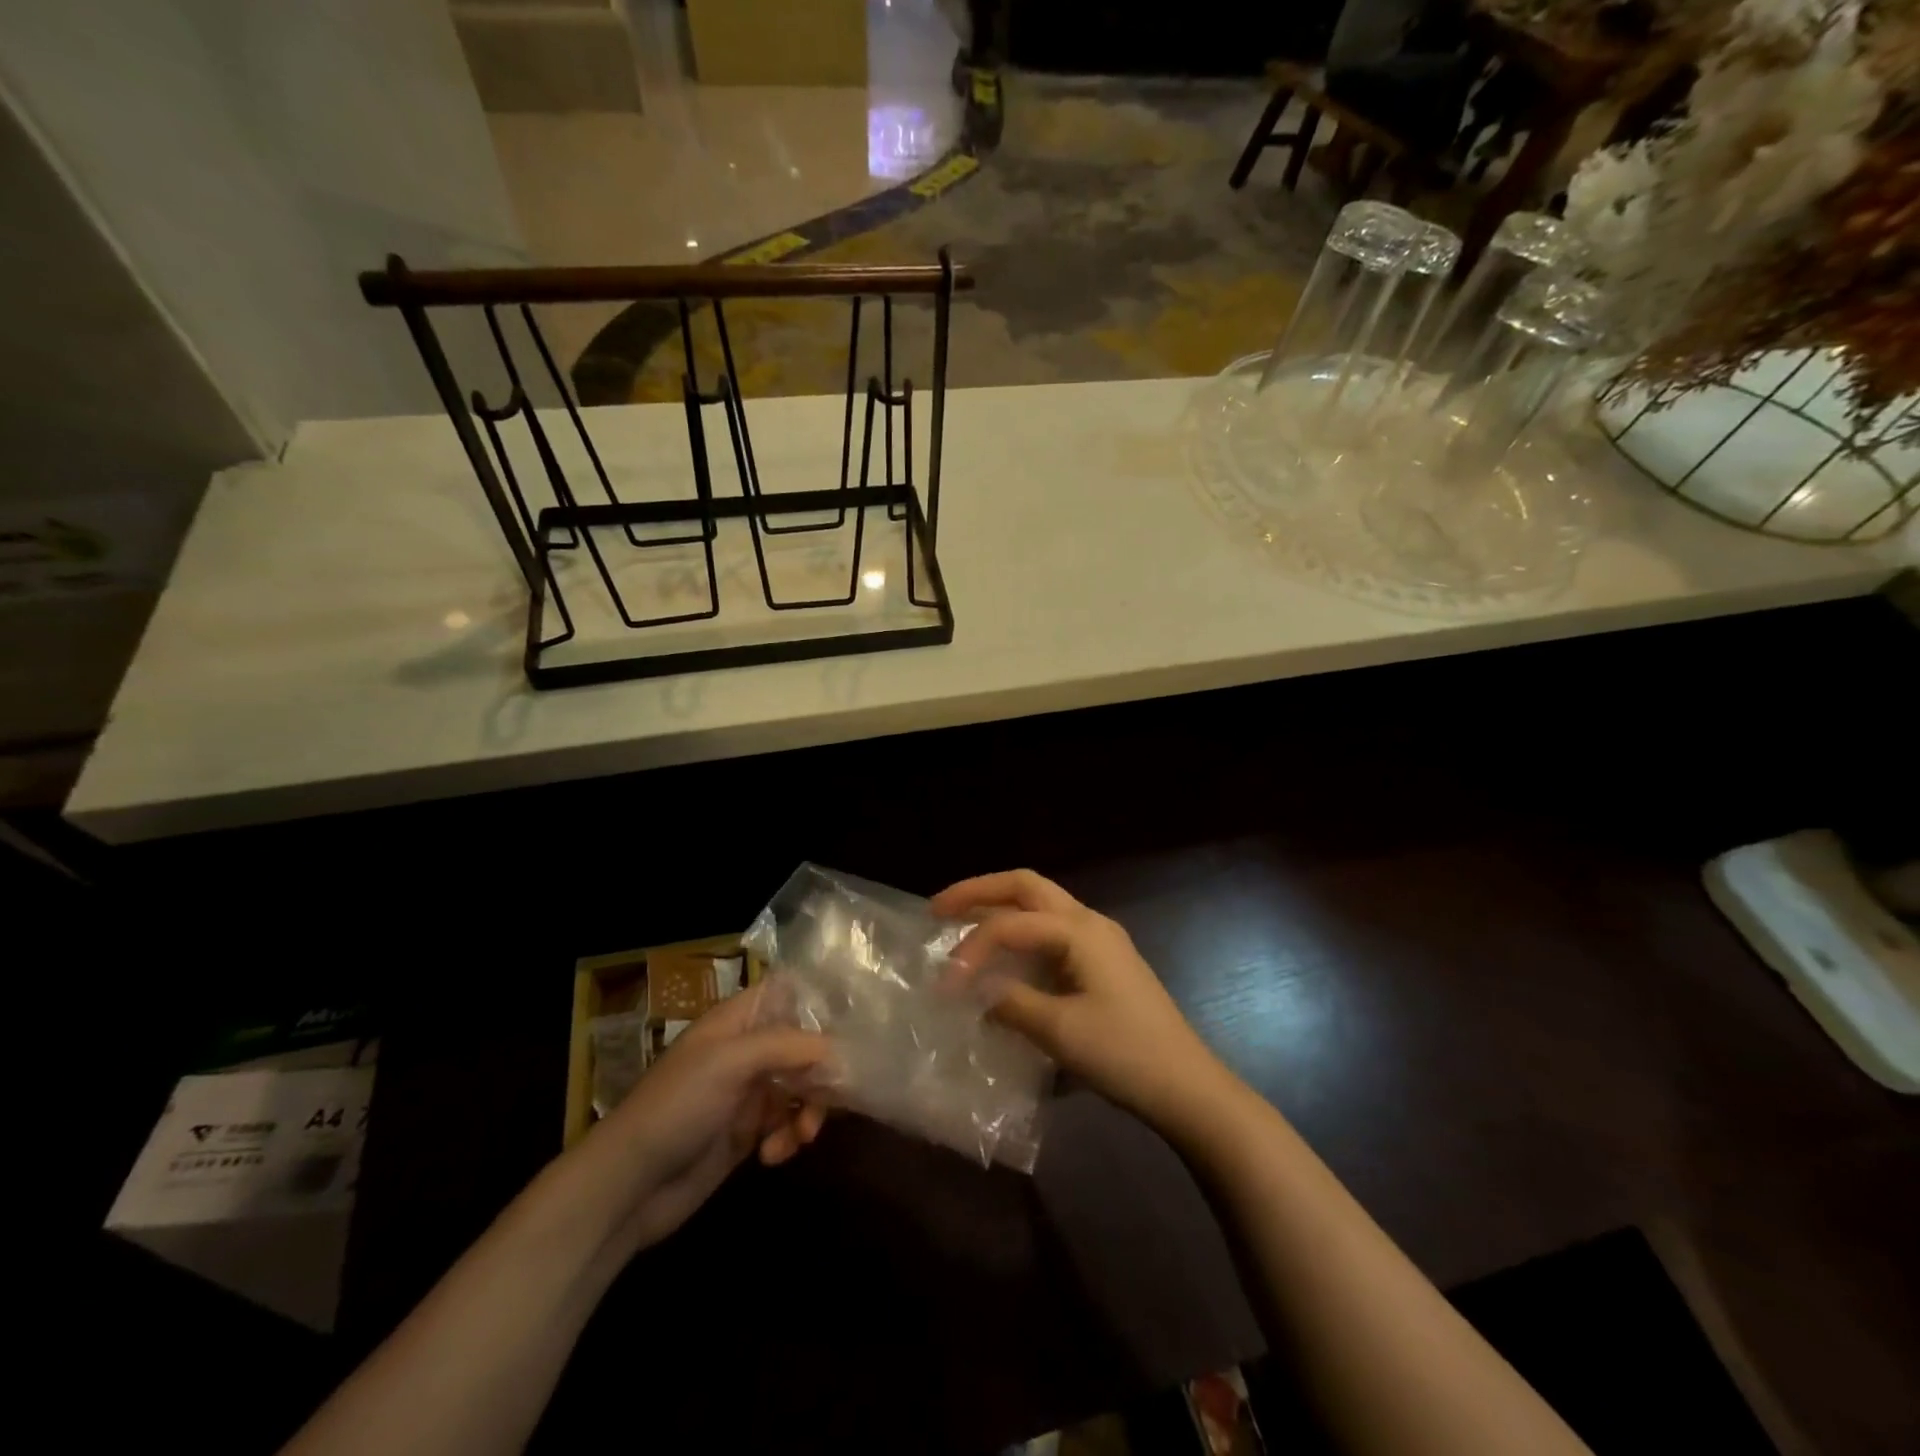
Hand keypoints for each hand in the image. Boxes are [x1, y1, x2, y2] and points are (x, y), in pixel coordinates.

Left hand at [588, 983, 830, 1252]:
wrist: (627, 1186)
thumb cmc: (676, 1106)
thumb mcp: (731, 1062)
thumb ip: (789, 1047)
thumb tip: (843, 1051)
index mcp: (739, 1020)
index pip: (790, 994)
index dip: (821, 1005)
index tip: (855, 1026)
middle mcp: (747, 1050)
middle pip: (805, 1045)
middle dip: (823, 1071)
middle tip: (834, 1098)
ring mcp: (748, 1092)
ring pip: (802, 1088)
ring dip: (810, 1110)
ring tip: (800, 1136)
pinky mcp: (747, 1133)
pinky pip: (787, 1124)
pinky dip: (789, 1137)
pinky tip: (773, 1156)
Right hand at [934, 870, 1235, 1135]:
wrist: (1187, 1086)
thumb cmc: (1125, 1055)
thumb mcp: (1059, 1031)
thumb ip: (1010, 1003)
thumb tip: (974, 992)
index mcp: (1080, 931)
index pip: (1010, 924)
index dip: (971, 949)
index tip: (945, 985)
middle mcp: (1089, 922)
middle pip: (1026, 886)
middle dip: (980, 891)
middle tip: (939, 909)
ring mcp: (1100, 939)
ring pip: (1040, 904)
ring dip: (1000, 906)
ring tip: (961, 921)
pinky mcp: (1103, 961)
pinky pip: (1052, 929)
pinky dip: (1020, 931)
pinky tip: (1003, 954)